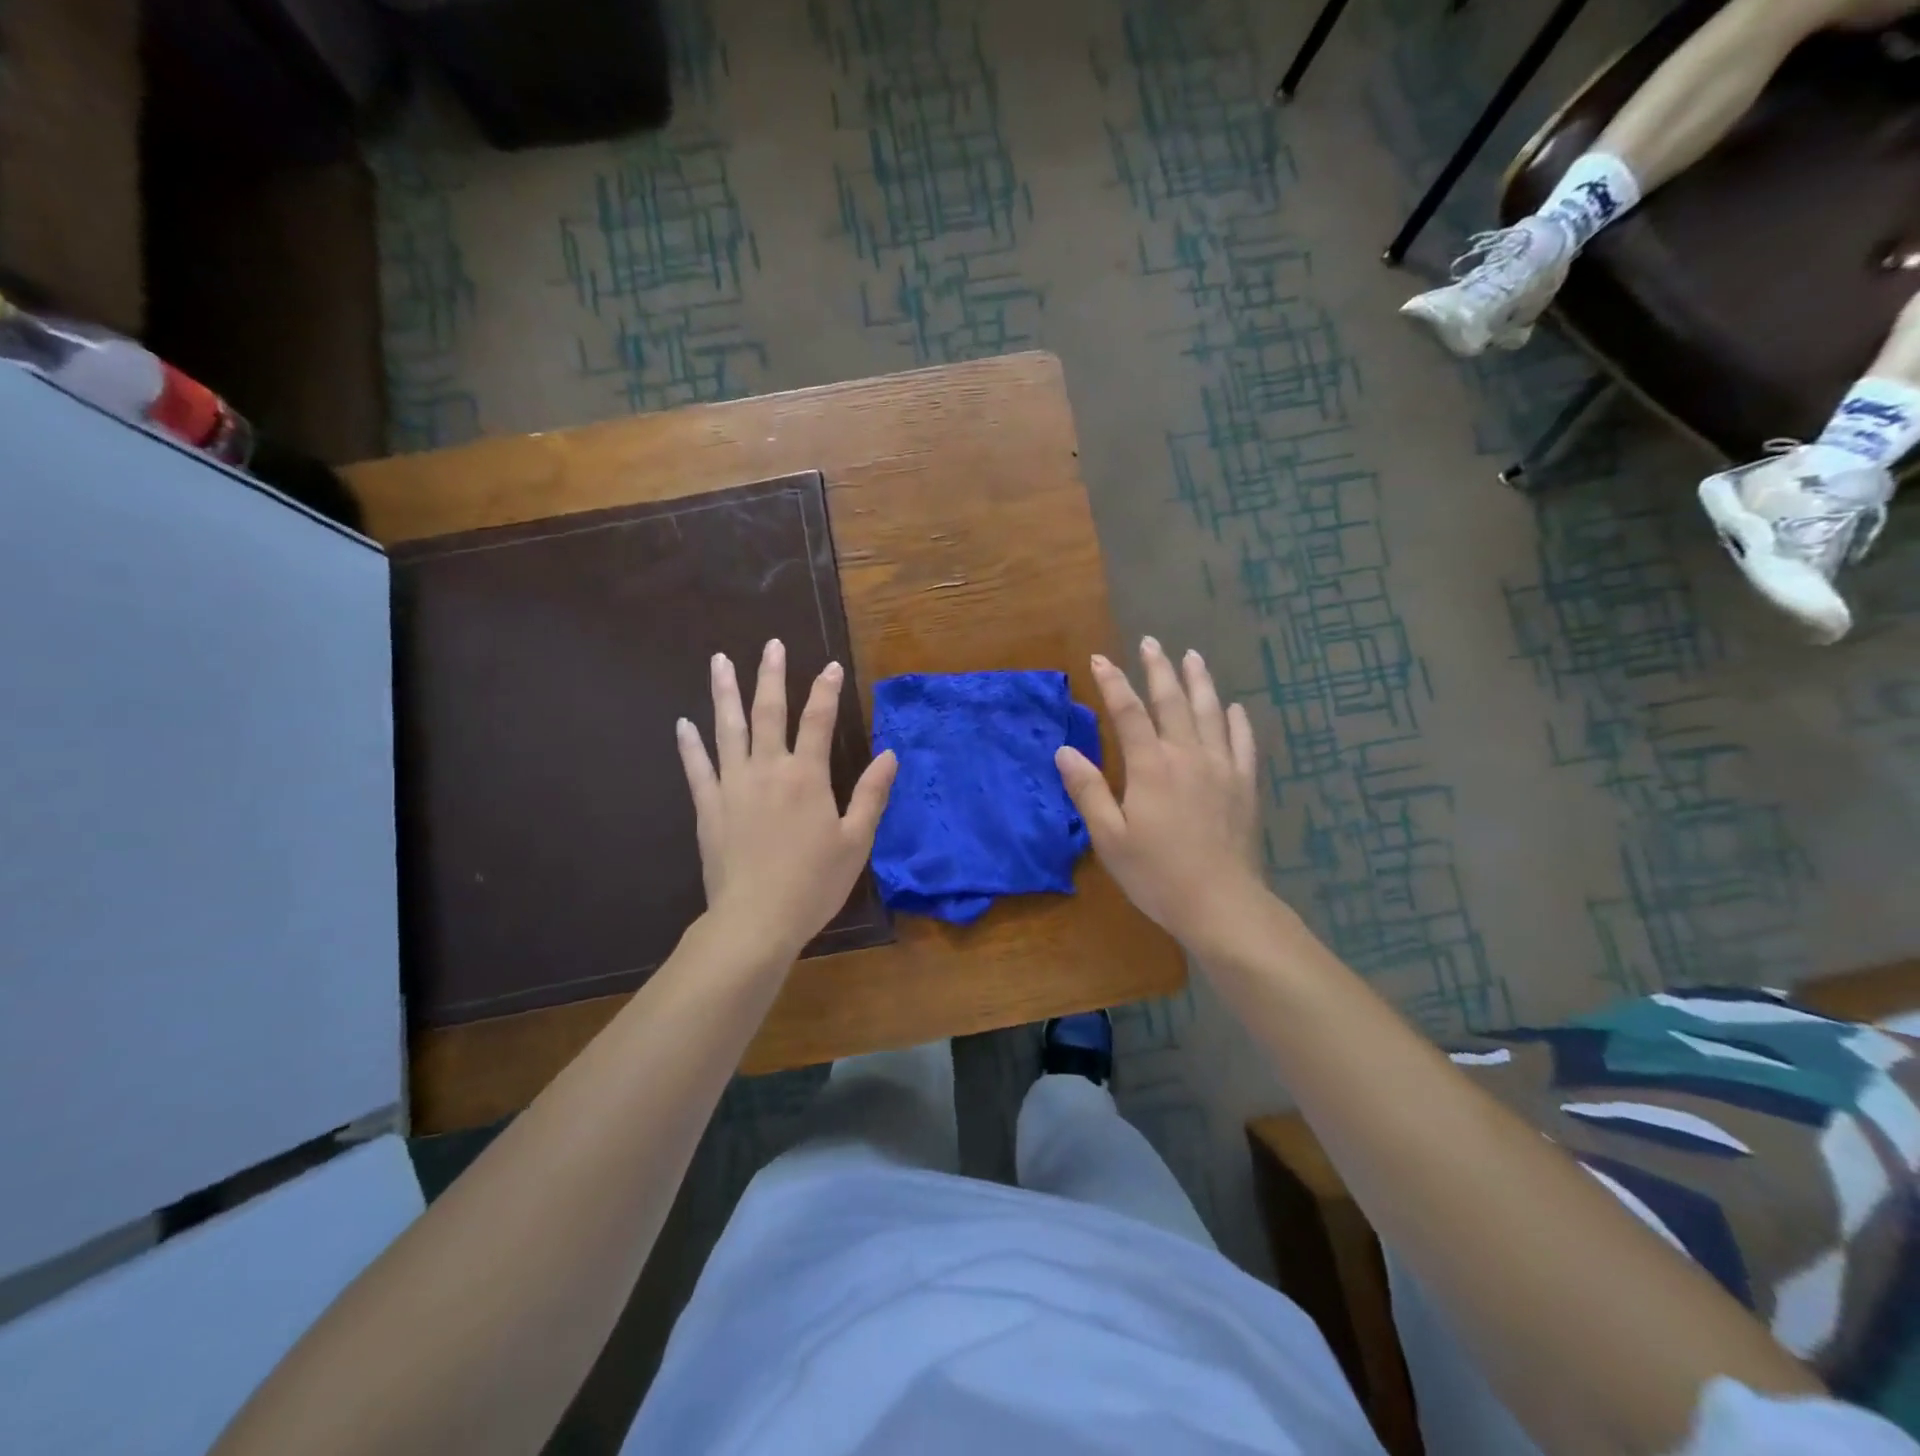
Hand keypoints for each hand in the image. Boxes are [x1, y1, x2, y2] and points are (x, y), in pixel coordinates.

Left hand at [676, 640, 896, 961]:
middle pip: (769, 712)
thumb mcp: (856, 841)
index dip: (826, 690)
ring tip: (720, 661)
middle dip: (772, 676)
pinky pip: (697, 767)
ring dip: (725, 693)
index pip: (818, 721)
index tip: (831, 666)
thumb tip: (889, 754)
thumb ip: (872, 794)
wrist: (756, 919)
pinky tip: (683, 723)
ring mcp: (733, 785)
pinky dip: (690, 744)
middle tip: (771, 645)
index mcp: (807, 776)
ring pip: (728, 729)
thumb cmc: (814, 882)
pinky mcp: (709, 807)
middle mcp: (768, 770)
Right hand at [1055, 638, 1265, 952]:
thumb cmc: (1157, 874)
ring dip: (1199, 682)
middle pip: (1173, 702)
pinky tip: (1234, 707)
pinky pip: (1243, 743)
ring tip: (1192, 657)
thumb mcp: (1110, 838)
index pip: (1129, 713)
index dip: (1113, 683)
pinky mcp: (1245, 786)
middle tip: (1151, 642)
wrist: (1221, 904)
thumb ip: (1088, 791)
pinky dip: (1237, 721)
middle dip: (1158, 669)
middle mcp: (1188, 756)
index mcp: (1151, 767)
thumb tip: (1065, 750)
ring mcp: (1222, 768)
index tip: (1100, 658)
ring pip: (1211, 713)